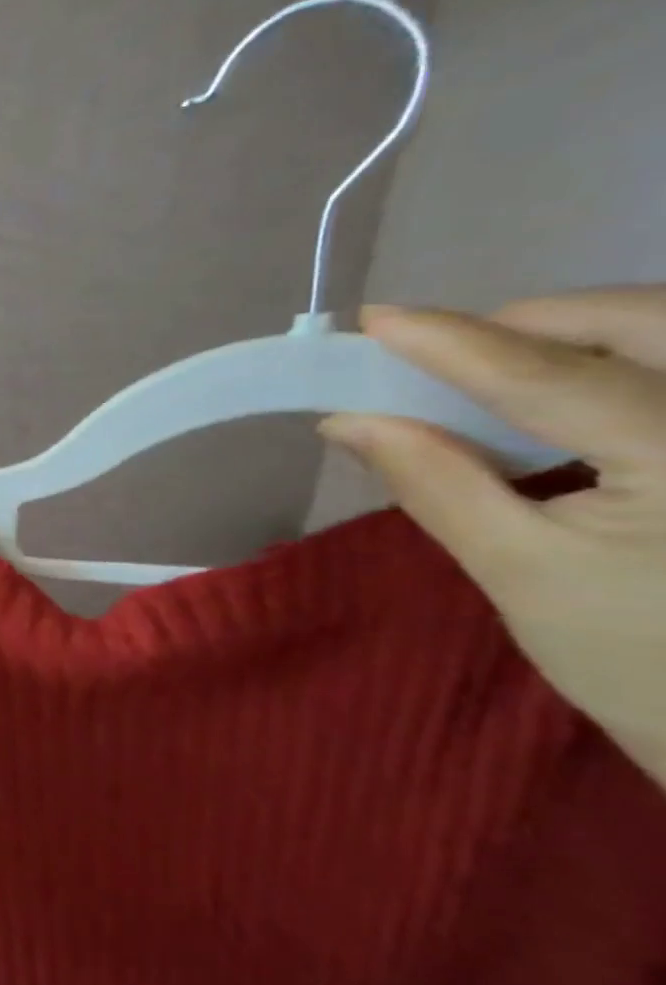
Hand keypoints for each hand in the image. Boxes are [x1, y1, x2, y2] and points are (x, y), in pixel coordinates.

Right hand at [320, 287, 665, 778]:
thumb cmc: (645, 666)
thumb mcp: (521, 574)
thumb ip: (435, 483)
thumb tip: (348, 421)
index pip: (550, 376)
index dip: (452, 343)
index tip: (376, 320)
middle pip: (644, 319)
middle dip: (532, 322)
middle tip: (445, 355)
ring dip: (578, 338)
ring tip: (498, 376)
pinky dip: (619, 362)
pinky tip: (568, 400)